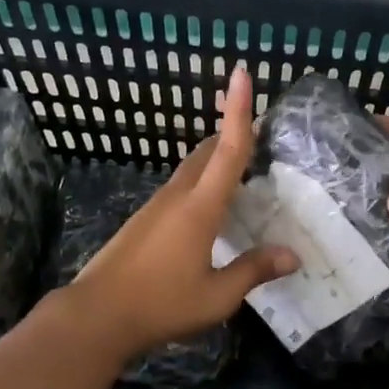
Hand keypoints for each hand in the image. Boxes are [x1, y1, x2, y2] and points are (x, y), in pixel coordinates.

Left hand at [61, 66, 297, 358]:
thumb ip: (254, 271)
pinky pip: (180, 189)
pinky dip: (201, 184)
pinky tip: (209, 210)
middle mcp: (177, 197)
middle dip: (229, 133)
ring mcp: (155, 207)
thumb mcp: (217, 296)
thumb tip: (293, 256)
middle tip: (258, 129)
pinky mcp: (143, 221)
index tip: (242, 74)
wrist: (96, 315)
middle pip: (207, 152)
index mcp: (200, 208)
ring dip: (215, 160)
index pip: (227, 151)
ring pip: (191, 170)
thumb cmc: (160, 304)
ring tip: (240, 169)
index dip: (238, 112)